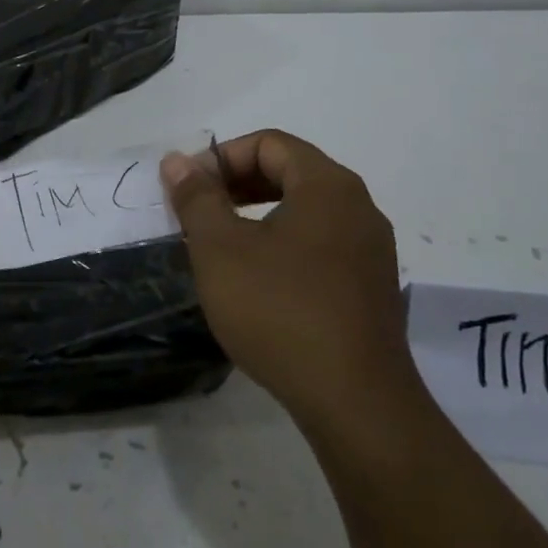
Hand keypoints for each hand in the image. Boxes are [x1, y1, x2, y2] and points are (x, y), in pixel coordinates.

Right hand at [161, 130, 410, 422]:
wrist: (355, 403)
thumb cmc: (279, 310)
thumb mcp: (220, 249)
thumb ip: (197, 198)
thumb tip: (177, 160)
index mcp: (328, 186)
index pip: (269, 143)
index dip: (221, 158)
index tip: (188, 190)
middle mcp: (358, 208)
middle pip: (290, 172)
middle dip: (236, 185)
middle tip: (197, 214)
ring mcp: (371, 251)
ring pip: (304, 211)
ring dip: (257, 216)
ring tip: (220, 247)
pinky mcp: (370, 289)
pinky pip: (320, 245)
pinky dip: (282, 245)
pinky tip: (256, 281)